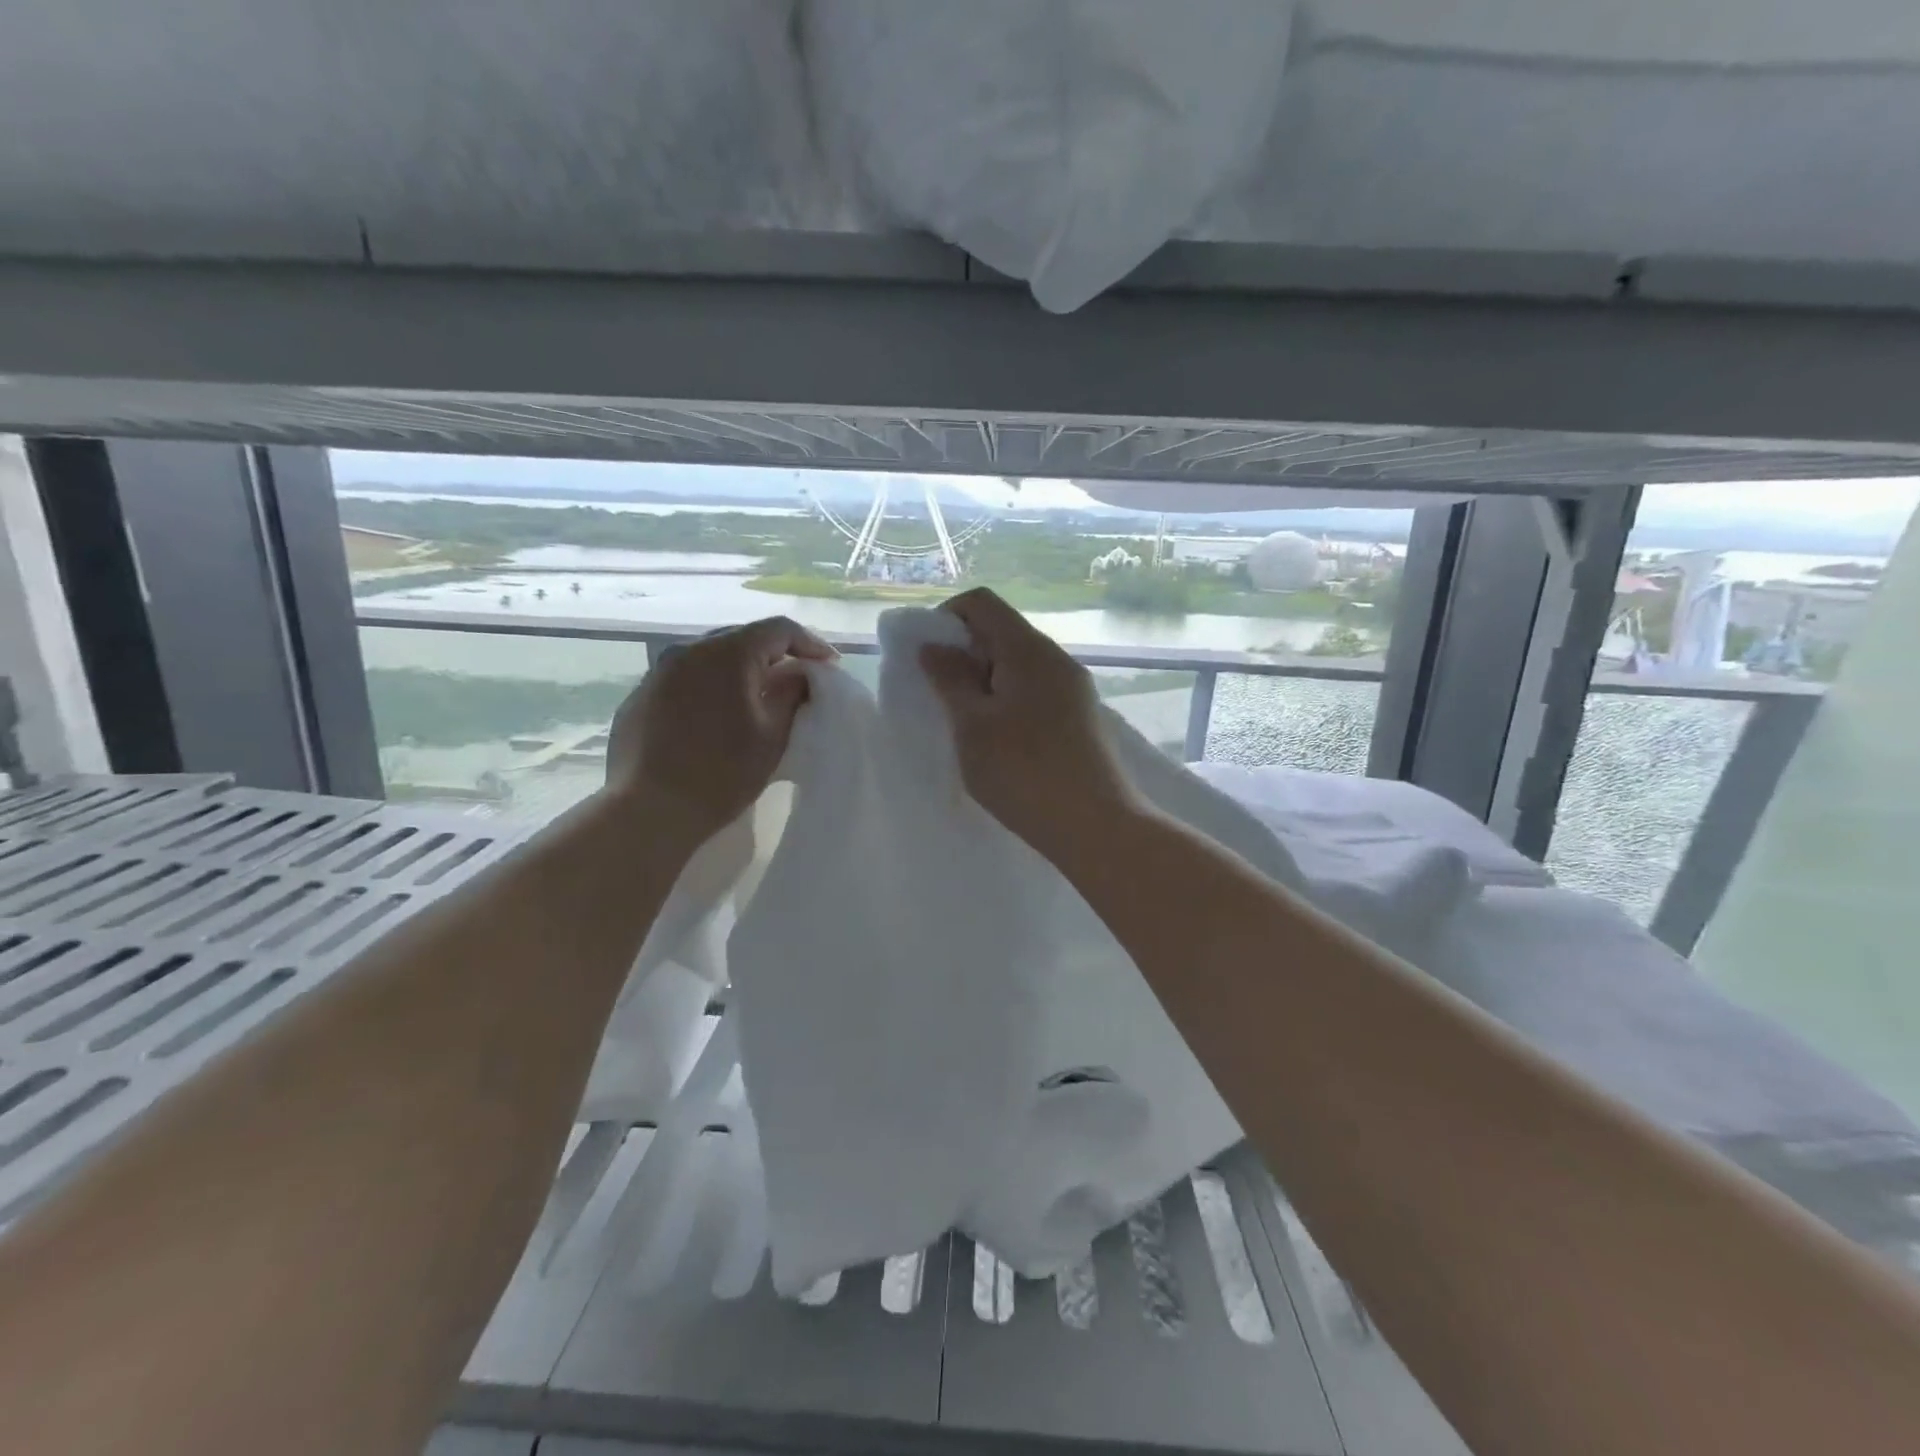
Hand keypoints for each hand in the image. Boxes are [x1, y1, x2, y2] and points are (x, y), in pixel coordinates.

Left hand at [605, 616, 835, 843]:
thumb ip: (792, 694)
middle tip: (798, 680)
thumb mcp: (773, 735)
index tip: (830, 666)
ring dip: (739, 670)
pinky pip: (685, 679)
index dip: (810, 643)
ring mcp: (659, 671)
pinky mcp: (641, 696)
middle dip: (775, 655)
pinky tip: (716, 716)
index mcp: (728, 653)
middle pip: (743, 637)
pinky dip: (709, 687)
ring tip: (757, 697)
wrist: (649, 810)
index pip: (779, 629)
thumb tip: (800, 674)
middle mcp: (689, 649)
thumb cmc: (722, 772)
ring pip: (711, 657)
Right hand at [919, 588, 1137, 850]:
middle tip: (942, 700)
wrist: (1096, 826)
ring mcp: (1074, 688)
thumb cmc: (1023, 772)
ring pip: (1018, 665)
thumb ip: (949, 680)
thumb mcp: (972, 725)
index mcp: (1028, 649)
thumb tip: (933, 646)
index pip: (981, 603)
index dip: (946, 619)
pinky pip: (1036, 691)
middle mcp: (1056, 658)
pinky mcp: (1081, 717)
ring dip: (985, 683)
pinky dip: (1008, 702)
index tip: (929, 660)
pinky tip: (1000, 742)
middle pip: (1001, 632)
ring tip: (968, 726)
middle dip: (964, 655)